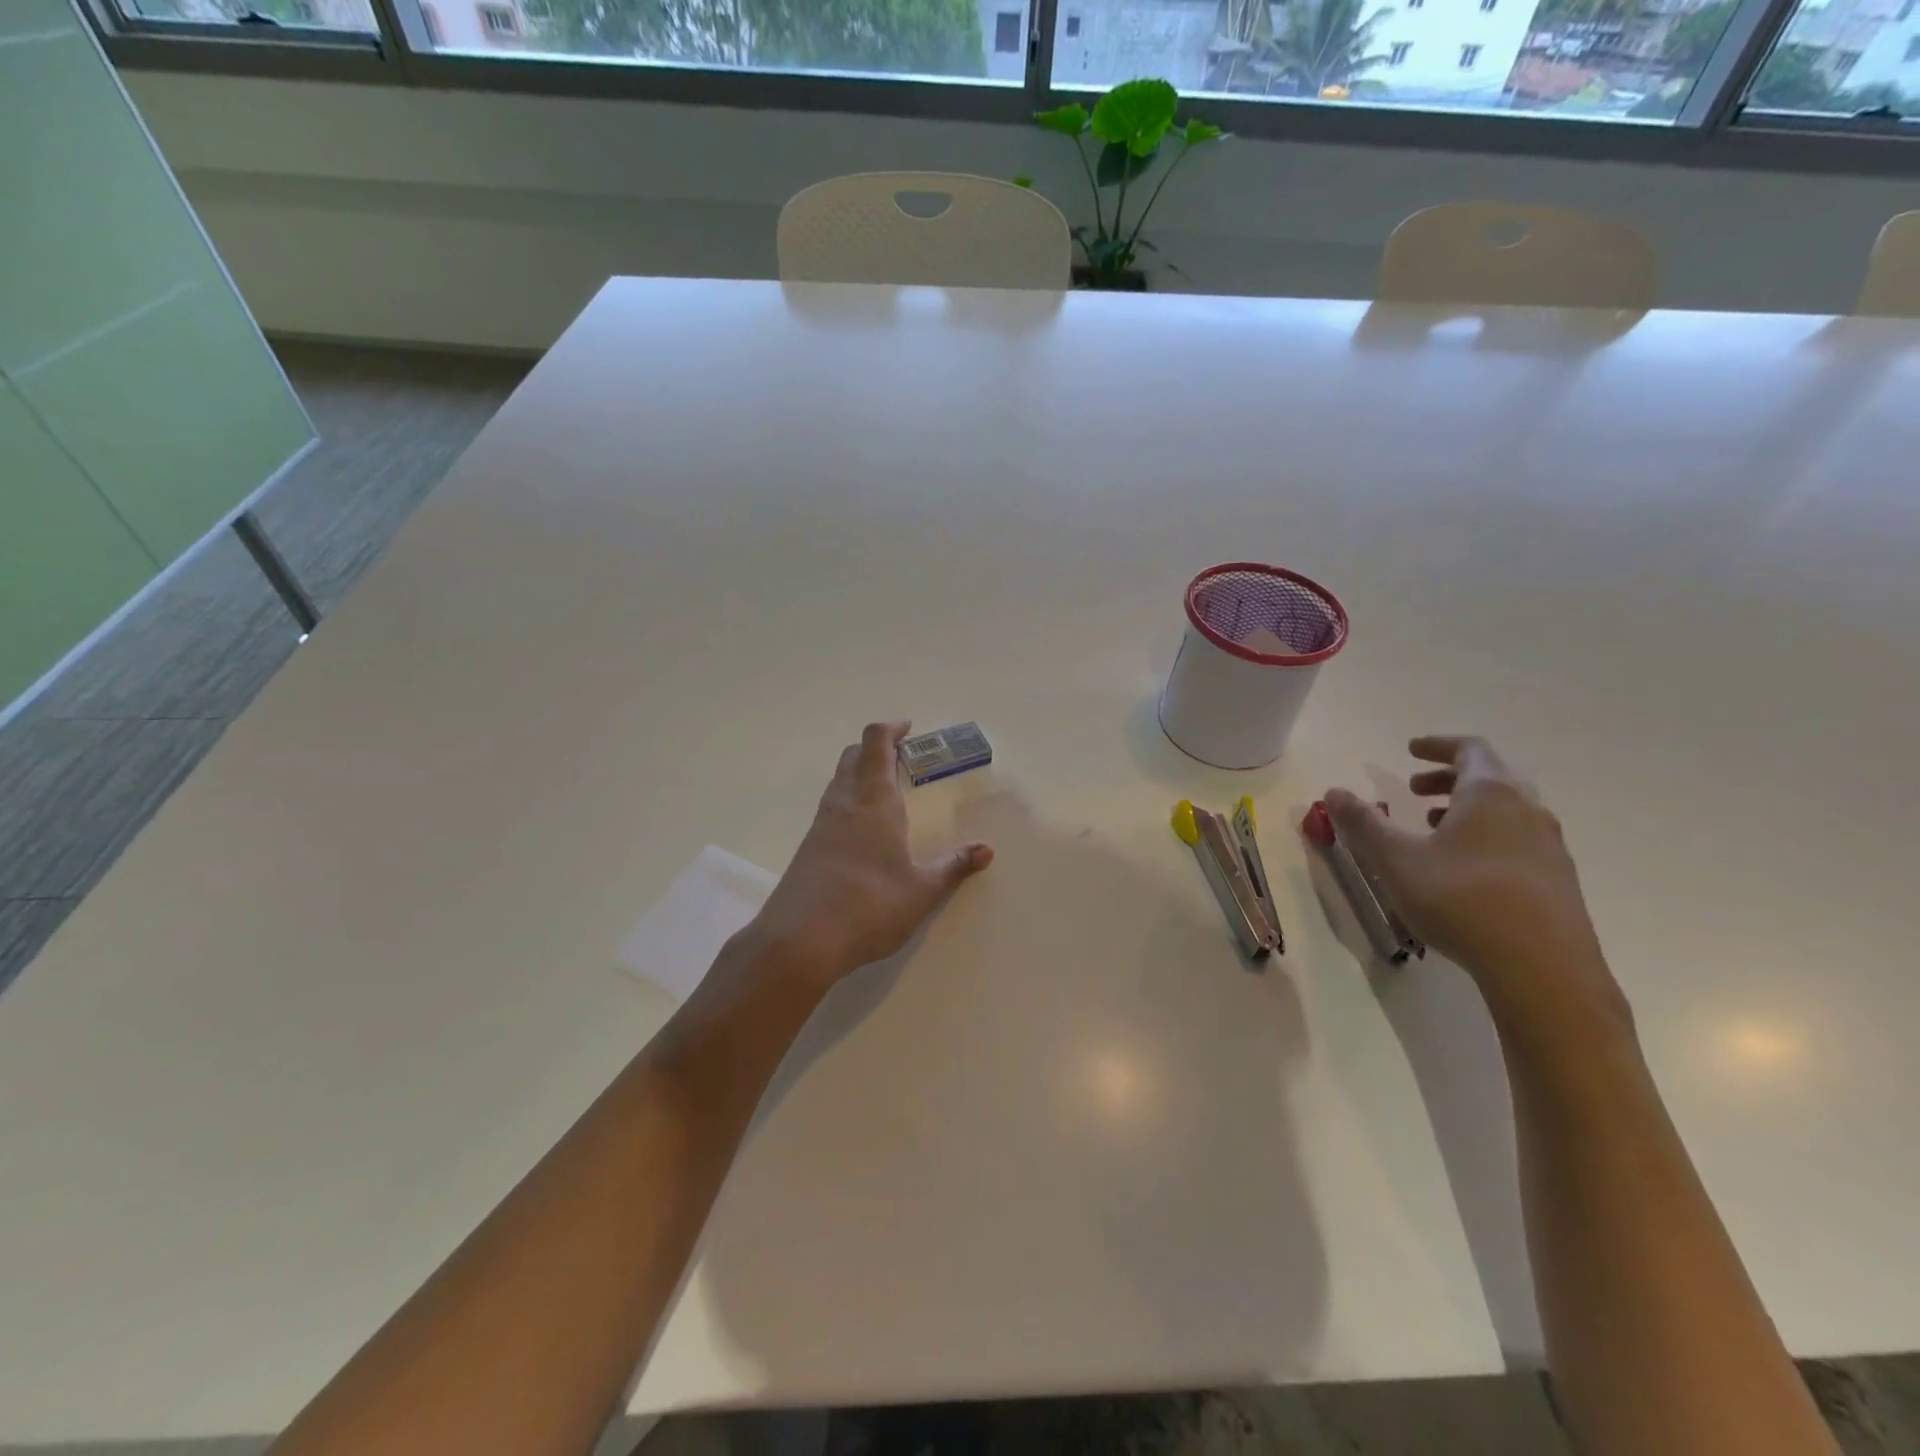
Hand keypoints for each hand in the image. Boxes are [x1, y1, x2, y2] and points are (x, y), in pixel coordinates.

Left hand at [743, 721, 993, 990]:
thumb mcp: (922, 891)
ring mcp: (821, 825)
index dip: (891, 729)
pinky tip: (863, 830)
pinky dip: (849, 800)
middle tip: (902, 757)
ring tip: (886, 790)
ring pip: (839, 781)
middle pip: (854, 756)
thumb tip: (986, 850)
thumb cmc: (869, 908)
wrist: (798, 942)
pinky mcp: (808, 848)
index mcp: (874, 802)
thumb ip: (953, 867)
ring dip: (860, 772)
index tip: (908, 728)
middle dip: (877, 748)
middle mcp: (844, 804)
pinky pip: (830, 807)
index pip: (876, 744)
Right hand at [1325, 736, 1630, 1041]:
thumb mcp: (1396, 860)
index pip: (1469, 750)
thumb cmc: (1461, 899)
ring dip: (1467, 809)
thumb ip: (1364, 823)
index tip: (1410, 750)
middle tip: (1413, 790)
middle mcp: (1527, 810)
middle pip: (1490, 777)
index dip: (1437, 745)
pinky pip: (1518, 839)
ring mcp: (1549, 846)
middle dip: (1448, 778)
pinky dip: (1487, 836)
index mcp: (1490, 794)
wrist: (1543, 969)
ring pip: (1506, 811)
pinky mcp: (1558, 880)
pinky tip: (1464, 869)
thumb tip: (1334, 791)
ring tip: (1434, 829)